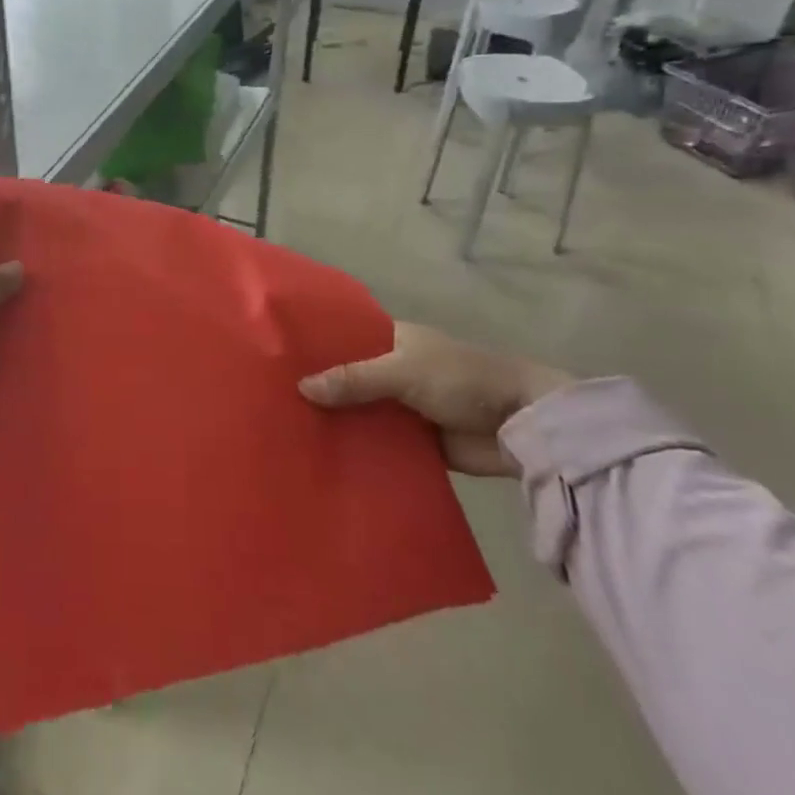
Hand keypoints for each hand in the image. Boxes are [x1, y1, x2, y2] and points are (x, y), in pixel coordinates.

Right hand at [297, 322, 569, 475]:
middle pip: (347, 377)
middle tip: (271, 399)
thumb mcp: (403, 371)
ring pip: (360, 412)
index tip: (276, 356)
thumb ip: (354, 380)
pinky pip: (379, 443)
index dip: (314, 346)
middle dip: (318, 388)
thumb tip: (301, 388)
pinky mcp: (416, 442)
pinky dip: (358, 449)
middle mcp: (393, 370)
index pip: (344, 337)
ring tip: (287, 429)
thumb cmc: (461, 379)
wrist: (524, 424)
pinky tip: (324, 457)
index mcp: (392, 340)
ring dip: (336, 421)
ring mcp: (403, 407)